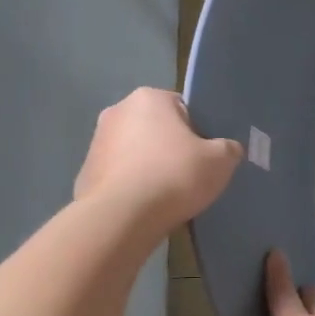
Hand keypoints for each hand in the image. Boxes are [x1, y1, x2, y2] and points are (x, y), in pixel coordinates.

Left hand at [74, 88, 241, 235]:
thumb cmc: (173, 176)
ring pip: (137, 151)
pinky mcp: (86, 172)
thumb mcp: (220, 161)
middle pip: (158, 128)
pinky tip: (146, 206)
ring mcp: (97, 141)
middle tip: (191, 174)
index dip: (200, 131)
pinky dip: (133, 186)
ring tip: (168, 195)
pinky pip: (120, 175)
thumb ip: (229, 149)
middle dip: (173, 148)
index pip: (184, 108)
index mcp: (150, 98)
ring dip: (151, 166)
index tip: (207, 155)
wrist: (121, 217)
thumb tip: (228, 149)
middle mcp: (118, 110)